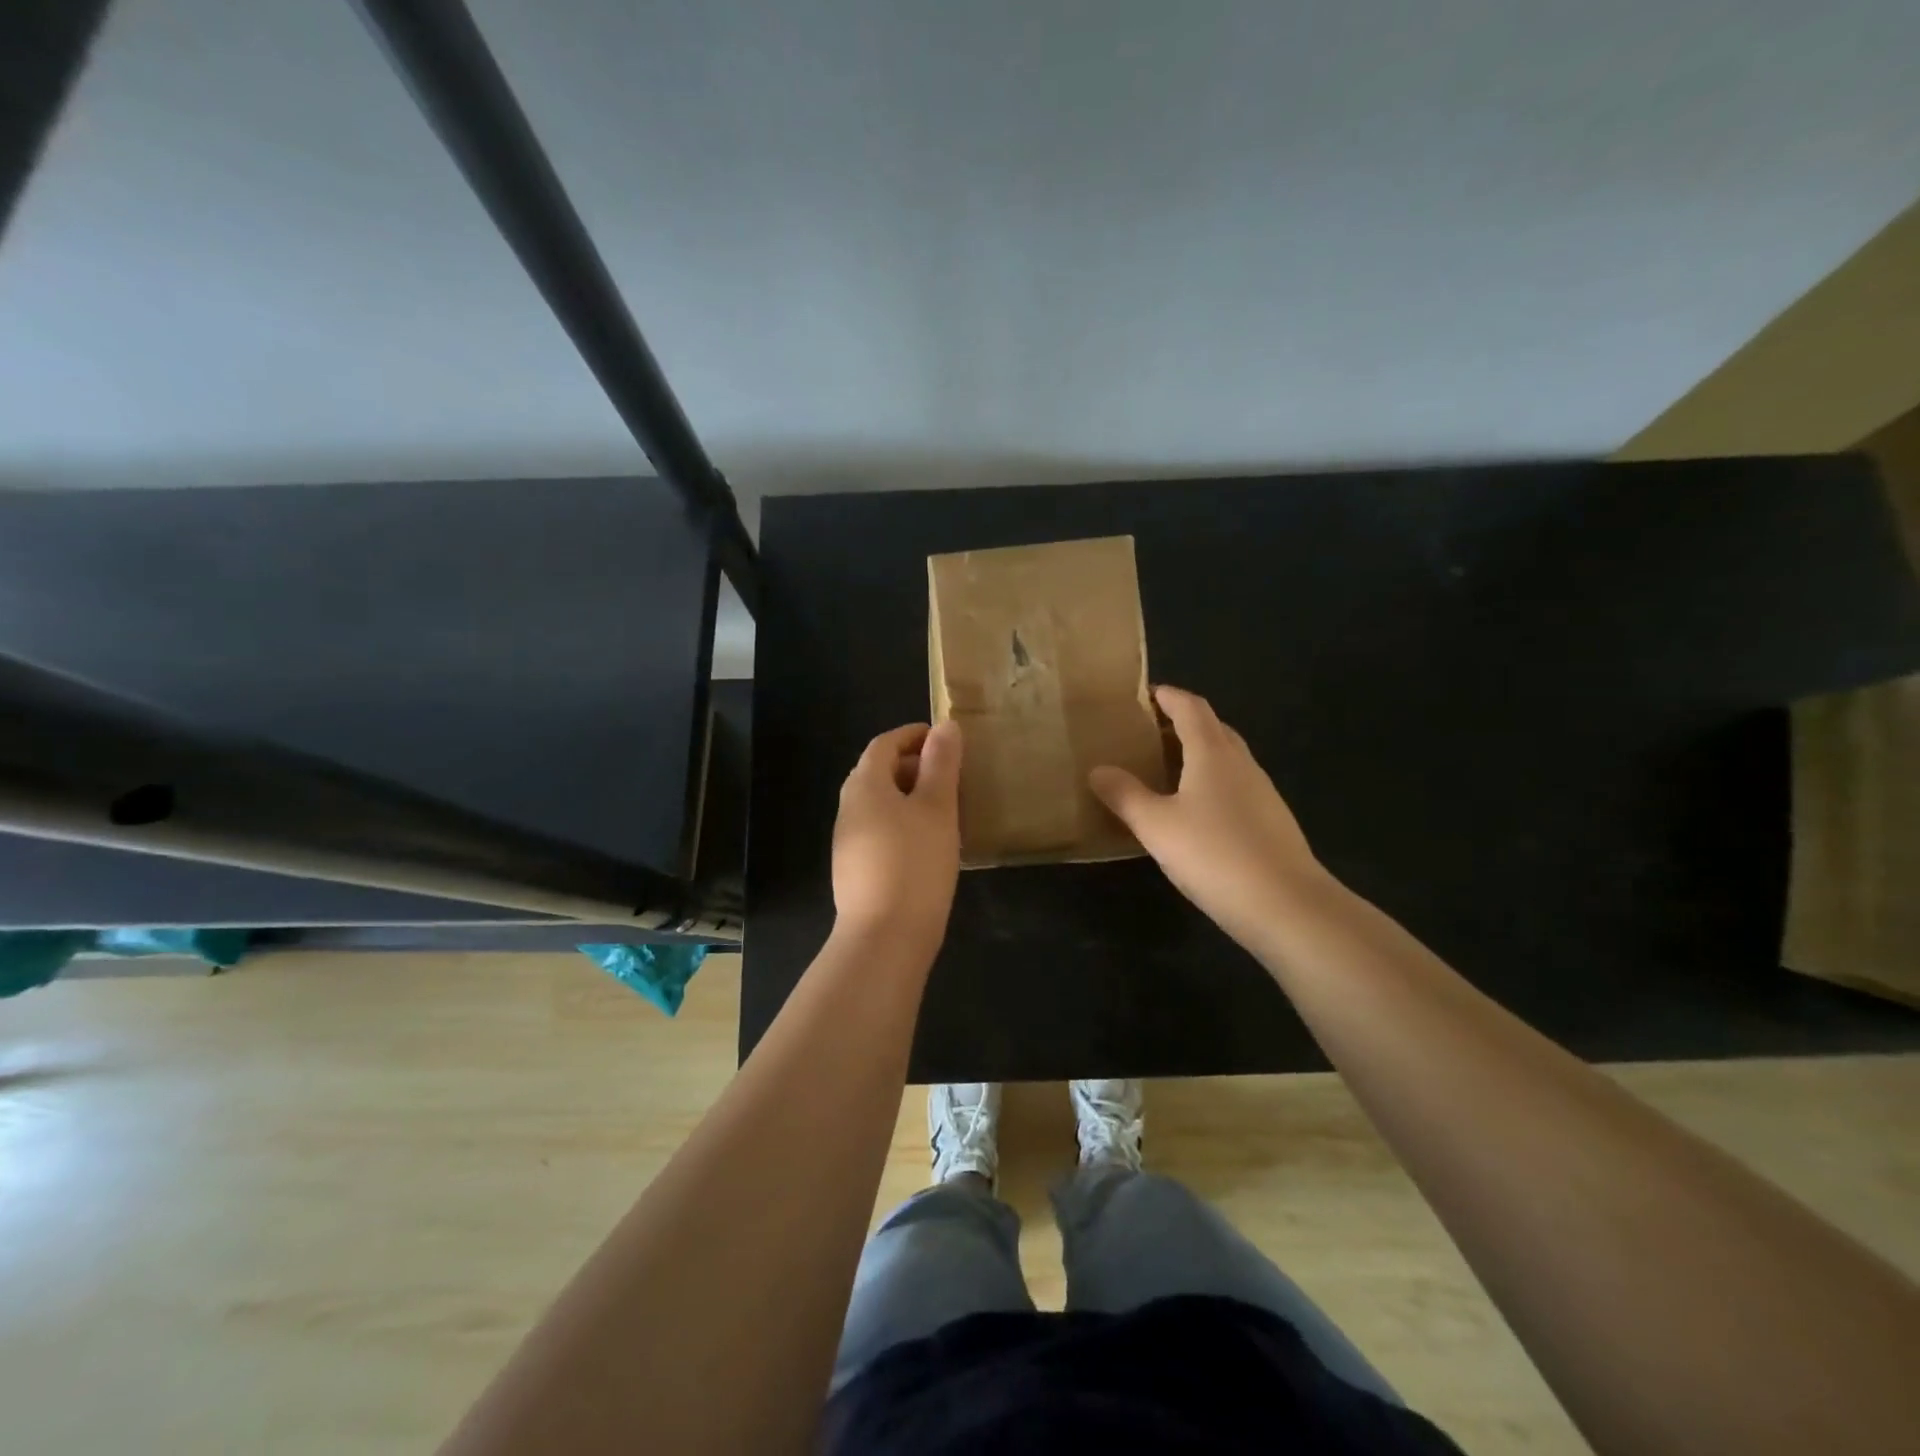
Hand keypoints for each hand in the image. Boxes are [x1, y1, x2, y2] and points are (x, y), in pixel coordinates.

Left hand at [832, 721, 962, 944]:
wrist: (884, 936)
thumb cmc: (915, 862)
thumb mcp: (937, 808)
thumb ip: (941, 764)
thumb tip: (945, 727)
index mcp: (865, 785)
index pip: (884, 744)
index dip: (912, 735)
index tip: (943, 738)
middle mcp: (849, 807)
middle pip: (878, 772)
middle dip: (912, 765)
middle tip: (949, 773)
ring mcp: (847, 840)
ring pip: (879, 803)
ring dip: (908, 795)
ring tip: (943, 807)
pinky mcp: (854, 868)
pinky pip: (879, 829)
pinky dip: (901, 822)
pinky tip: (926, 842)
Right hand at [1090, 686, 1329, 948]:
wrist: (1287, 906)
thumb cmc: (1214, 854)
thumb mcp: (1156, 826)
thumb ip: (1124, 795)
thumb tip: (1098, 770)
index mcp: (1212, 753)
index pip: (1191, 708)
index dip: (1168, 696)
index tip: (1144, 694)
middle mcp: (1241, 763)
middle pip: (1212, 728)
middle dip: (1181, 723)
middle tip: (1148, 734)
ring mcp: (1262, 792)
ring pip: (1226, 758)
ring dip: (1197, 754)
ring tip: (1165, 770)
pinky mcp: (1271, 821)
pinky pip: (1235, 786)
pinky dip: (1211, 783)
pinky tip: (1195, 812)